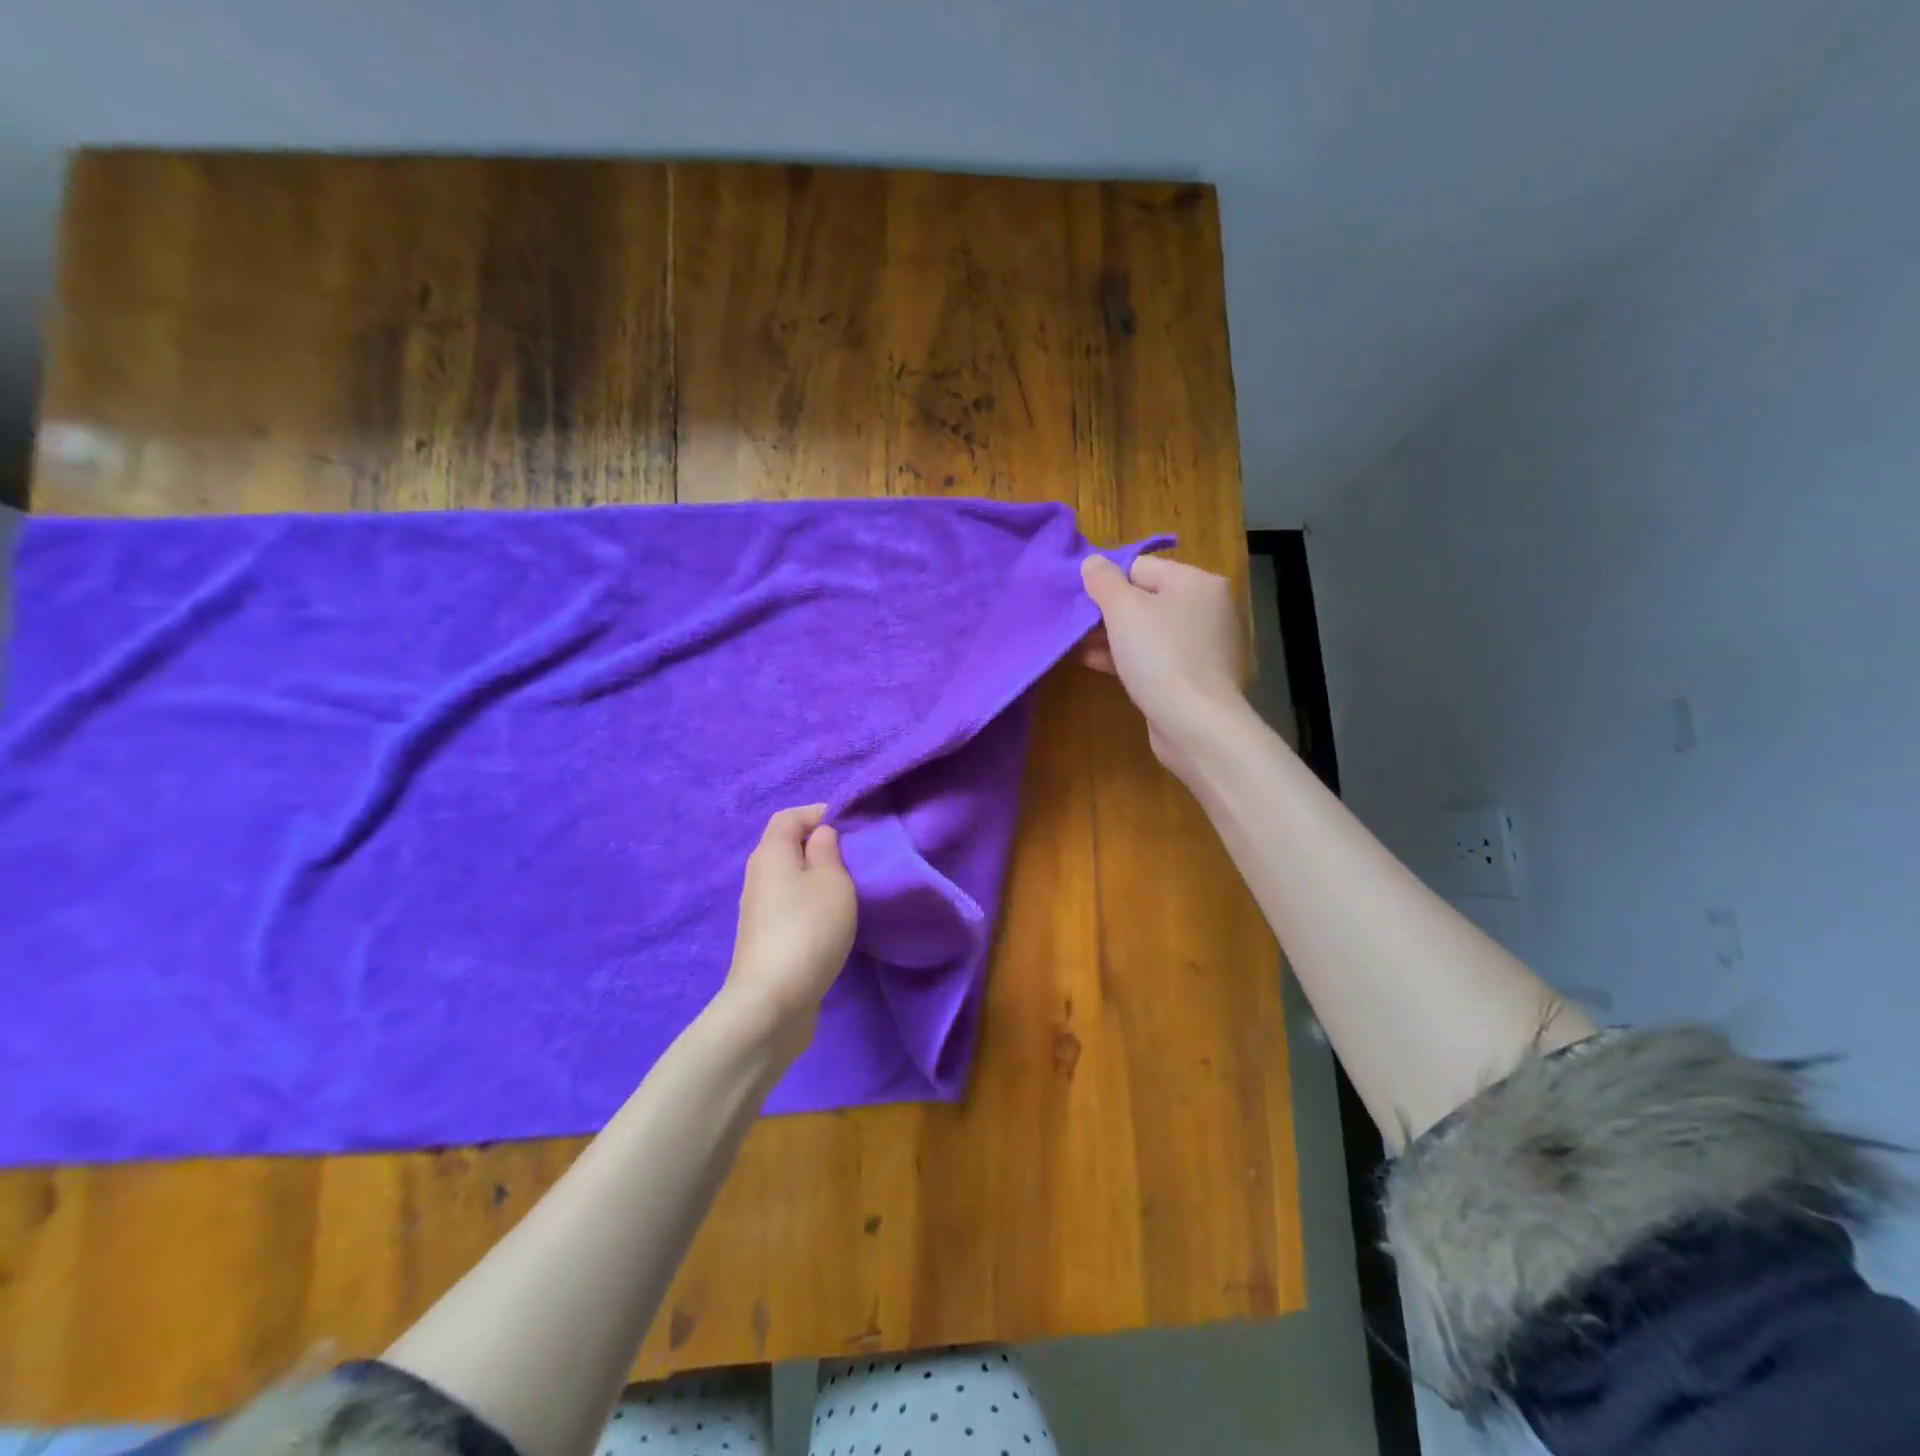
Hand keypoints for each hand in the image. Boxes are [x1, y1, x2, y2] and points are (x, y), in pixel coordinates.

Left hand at [723, 805, 857, 1049]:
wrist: (772, 1001)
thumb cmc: (808, 929)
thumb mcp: (832, 881)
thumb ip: (828, 850)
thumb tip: (820, 835)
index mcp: (771, 853)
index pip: (789, 816)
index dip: (818, 813)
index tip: (851, 825)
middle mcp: (758, 875)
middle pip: (786, 845)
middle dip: (819, 845)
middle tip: (855, 857)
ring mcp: (758, 909)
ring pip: (789, 877)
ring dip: (816, 876)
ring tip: (848, 888)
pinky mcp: (765, 937)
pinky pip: (789, 904)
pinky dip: (809, 902)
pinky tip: (831, 919)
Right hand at [1080, 553, 1245, 776]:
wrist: (1195, 723)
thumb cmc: (1160, 656)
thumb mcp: (1123, 609)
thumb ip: (1104, 581)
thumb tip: (1092, 562)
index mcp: (1197, 582)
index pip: (1141, 567)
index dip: (1106, 581)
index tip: (1079, 601)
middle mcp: (1205, 609)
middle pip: (1144, 599)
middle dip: (1106, 612)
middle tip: (1074, 626)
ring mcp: (1201, 645)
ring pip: (1146, 631)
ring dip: (1111, 637)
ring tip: (1076, 646)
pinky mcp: (1192, 677)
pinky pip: (1153, 657)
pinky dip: (1126, 658)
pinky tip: (1094, 663)